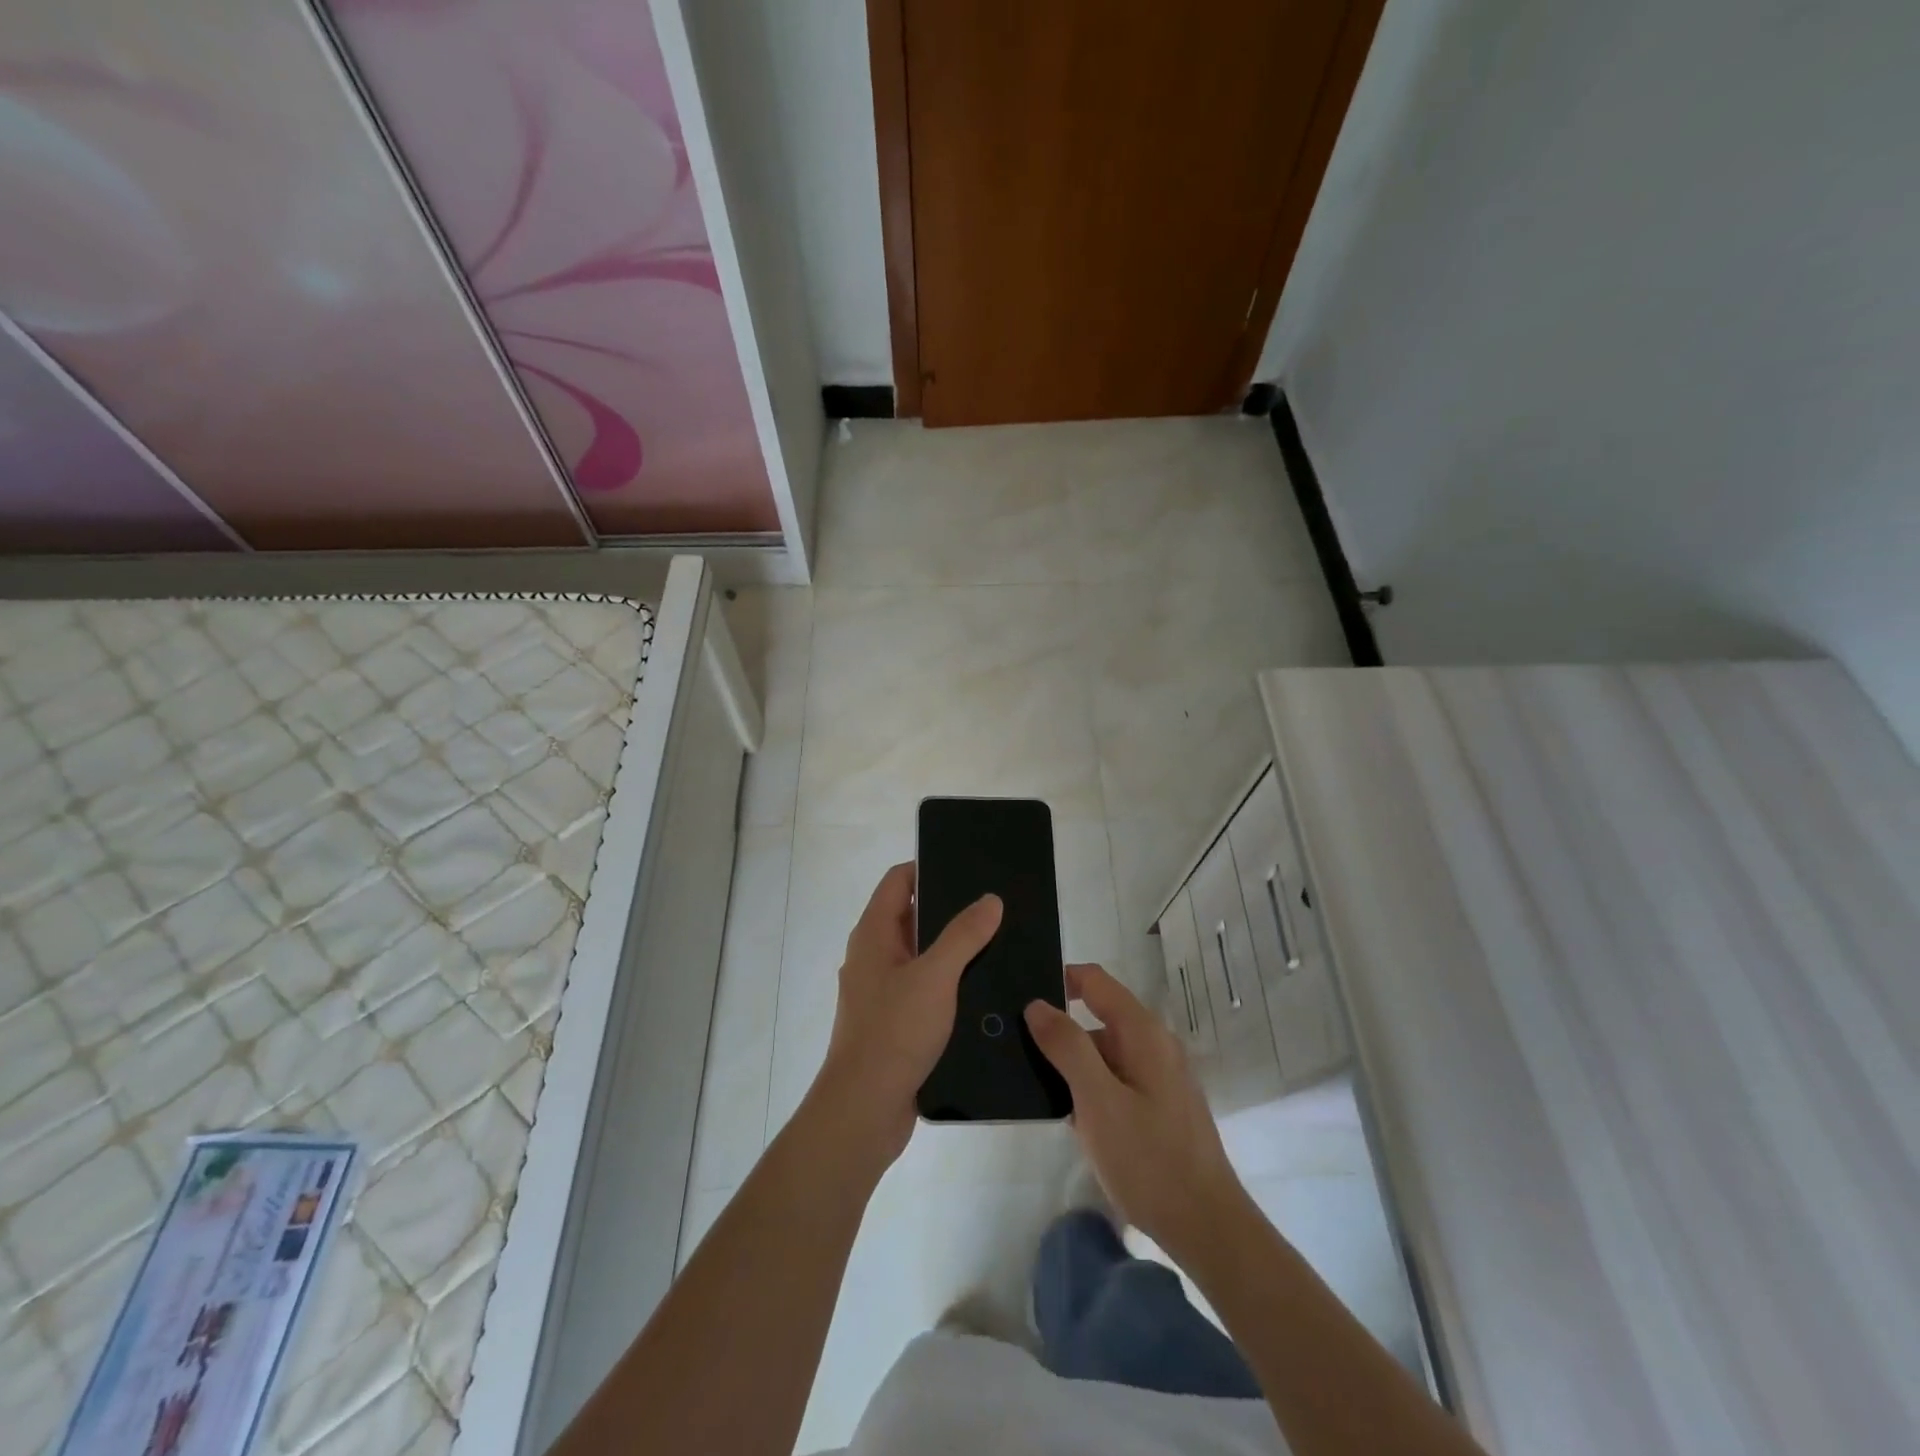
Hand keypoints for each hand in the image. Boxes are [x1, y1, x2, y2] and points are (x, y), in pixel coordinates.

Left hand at [807, 863, 1002, 1167]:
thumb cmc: (894, 1032)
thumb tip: (990, 899)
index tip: (968, 865)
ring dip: (952, 948)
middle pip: (911, 916)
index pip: (898, 881)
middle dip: (949, 909)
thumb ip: (963, 935)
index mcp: (873, 934)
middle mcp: (873, 957)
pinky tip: (982, 988)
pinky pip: (924, 988)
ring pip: (921, 955)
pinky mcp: (895, 1022)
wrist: (865, 1110)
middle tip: (994, 904)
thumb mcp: (935, 976)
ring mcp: (882, 991)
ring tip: (998, 941)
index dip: (928, 867)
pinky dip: (948, 982)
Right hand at [1025, 964, 1248, 1261]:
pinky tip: (1065, 1114)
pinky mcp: (1159, 1106)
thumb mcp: (1098, 1101)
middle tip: (1015, 1047)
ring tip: (1030, 1082)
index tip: (1021, 998)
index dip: (1058, 980)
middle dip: (1059, 1028)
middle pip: (1098, 1015)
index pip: (1094, 981)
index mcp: (1142, 1032)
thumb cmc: (1149, 1160)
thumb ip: (1067, 1047)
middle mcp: (1154, 1044)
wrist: (1205, 1228)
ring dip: (1072, 1063)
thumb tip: (1037, 1004)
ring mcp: (1159, 1076)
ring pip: (1104, 1052)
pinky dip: (1089, 1087)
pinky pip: (1115, 1079)